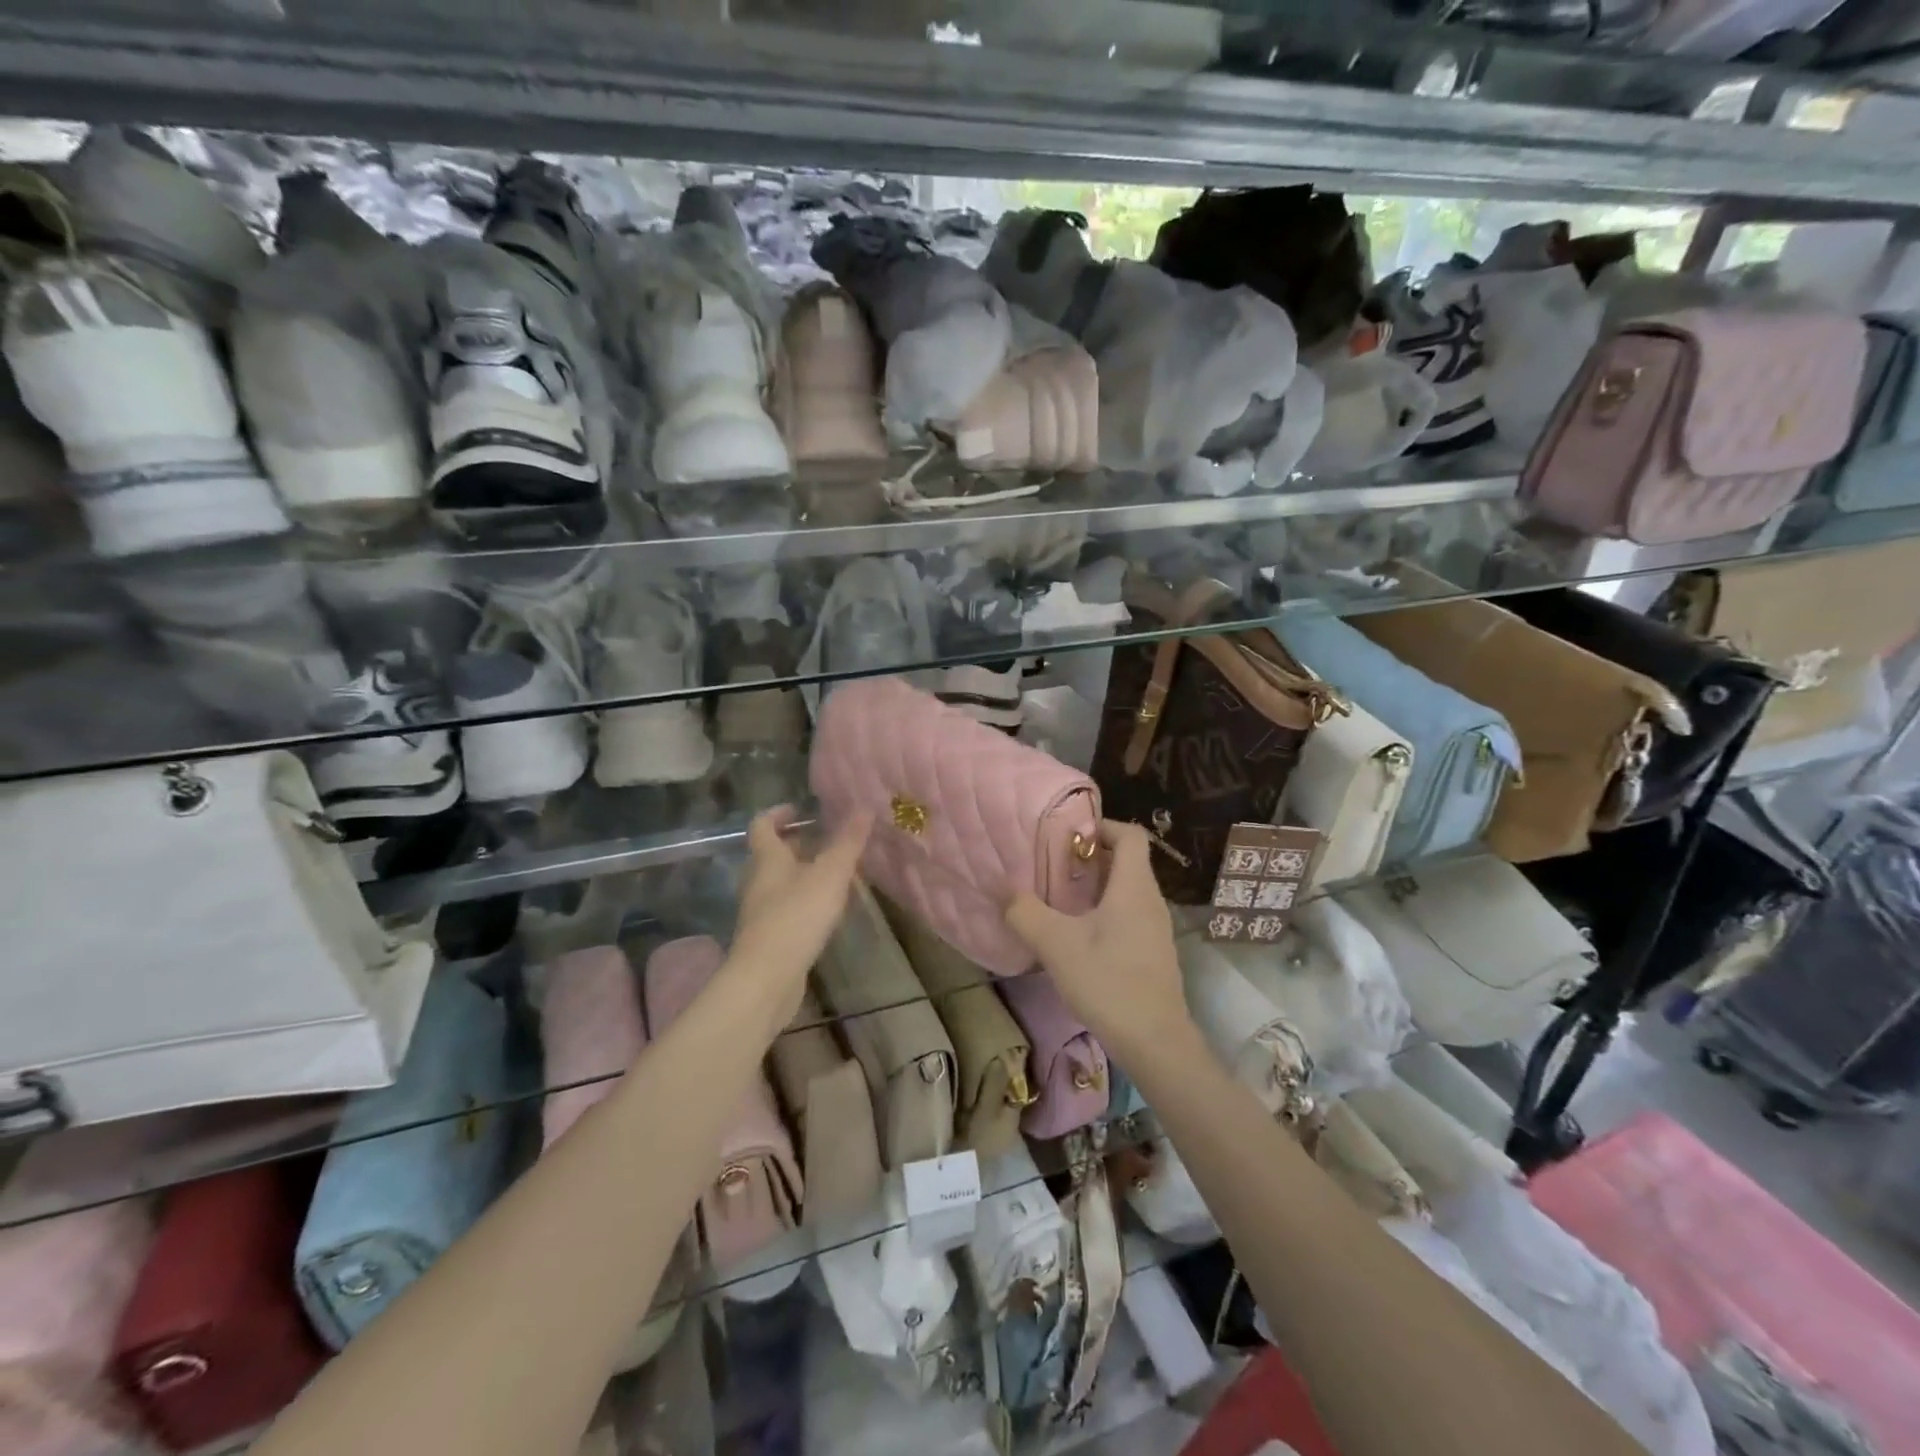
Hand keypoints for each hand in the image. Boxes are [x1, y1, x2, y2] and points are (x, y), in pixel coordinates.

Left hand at [725, 805, 871, 1037]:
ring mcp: (759, 912)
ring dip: (802, 874)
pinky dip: (803, 901)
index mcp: (767, 859)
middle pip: (771, 855)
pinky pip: (785, 909)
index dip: (778, 813)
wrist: (766, 979)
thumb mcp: (830, 874)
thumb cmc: (796, 917)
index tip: (800, 810)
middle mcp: (758, 881)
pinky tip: (826, 912)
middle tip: (827, 841)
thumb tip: (864, 807)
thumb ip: (848, 842)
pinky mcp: (767, 938)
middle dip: (797, 845)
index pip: (762, 825)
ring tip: (834, 876)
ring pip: (779, 883)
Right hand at [1005, 819, 1193, 1065]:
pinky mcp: (1152, 953)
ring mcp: (1155, 929)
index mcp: (1134, 887)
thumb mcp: (1056, 945)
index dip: (1102, 826)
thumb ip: (1026, 912)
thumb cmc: (1108, 982)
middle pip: (1126, 861)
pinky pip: (1129, 915)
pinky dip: (1105, 912)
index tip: (1069, 836)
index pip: (1130, 835)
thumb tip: (1003, 889)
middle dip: (1091, 857)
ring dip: (1096, 887)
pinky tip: (1078, 936)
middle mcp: (1151, 900)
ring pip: (1127, 890)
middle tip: (1054, 866)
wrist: (1155, 1042)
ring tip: (1060, 899)